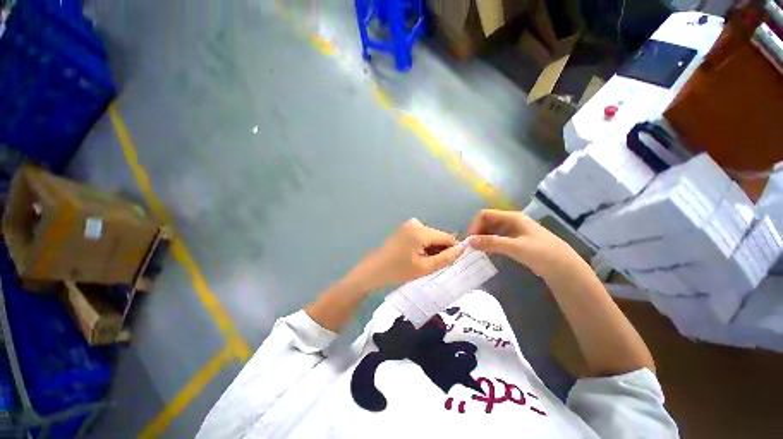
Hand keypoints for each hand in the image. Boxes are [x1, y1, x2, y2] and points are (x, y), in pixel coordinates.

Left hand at [347, 219, 464, 291]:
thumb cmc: (398, 271)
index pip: (447, 237)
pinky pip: (422, 235)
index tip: (451, 262)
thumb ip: (445, 258)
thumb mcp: (424, 267)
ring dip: (431, 248)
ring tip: (422, 262)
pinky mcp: (404, 228)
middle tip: (433, 265)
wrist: (374, 270)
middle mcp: (416, 223)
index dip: (453, 249)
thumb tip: (462, 249)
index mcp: (420, 231)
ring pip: (430, 236)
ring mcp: (409, 225)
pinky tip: (416, 256)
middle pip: (438, 236)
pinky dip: (423, 245)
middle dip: (440, 250)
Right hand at [467, 209, 583, 279]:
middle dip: (477, 232)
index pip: (485, 214)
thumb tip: (469, 241)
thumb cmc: (542, 254)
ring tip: (478, 251)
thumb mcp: (515, 247)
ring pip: (491, 230)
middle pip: (487, 221)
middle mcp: (511, 221)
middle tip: (472, 247)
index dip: (474, 225)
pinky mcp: (516, 240)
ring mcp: (514, 230)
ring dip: (483, 238)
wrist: (565, 268)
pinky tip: (488, 252)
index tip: (470, 240)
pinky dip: (490, 243)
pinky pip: (498, 238)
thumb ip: (491, 242)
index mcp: (512, 217)